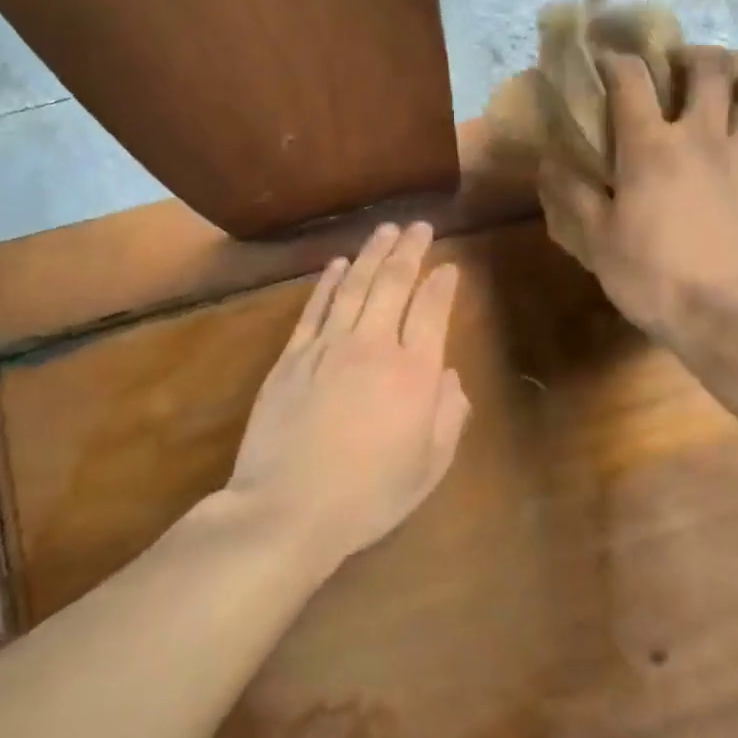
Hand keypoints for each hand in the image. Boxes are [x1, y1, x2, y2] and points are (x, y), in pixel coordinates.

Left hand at [227, 221, 470, 564]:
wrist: (288, 510)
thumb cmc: (369, 495)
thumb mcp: (429, 467)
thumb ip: (449, 416)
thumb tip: (450, 377)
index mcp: (415, 374)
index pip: (432, 311)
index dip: (443, 284)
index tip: (450, 266)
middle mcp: (374, 347)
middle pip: (394, 283)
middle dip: (409, 250)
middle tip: (419, 226)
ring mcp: (328, 347)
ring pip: (354, 286)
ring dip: (372, 253)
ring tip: (385, 230)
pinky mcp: (292, 357)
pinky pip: (314, 308)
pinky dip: (328, 282)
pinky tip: (337, 264)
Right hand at [538, 47, 737, 341]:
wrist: (735, 316)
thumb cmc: (656, 277)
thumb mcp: (598, 243)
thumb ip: (573, 197)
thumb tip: (550, 163)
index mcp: (652, 146)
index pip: (631, 79)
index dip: (616, 61)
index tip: (607, 60)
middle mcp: (702, 136)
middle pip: (709, 68)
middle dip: (692, 57)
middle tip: (677, 73)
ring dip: (724, 101)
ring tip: (710, 121)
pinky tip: (733, 171)